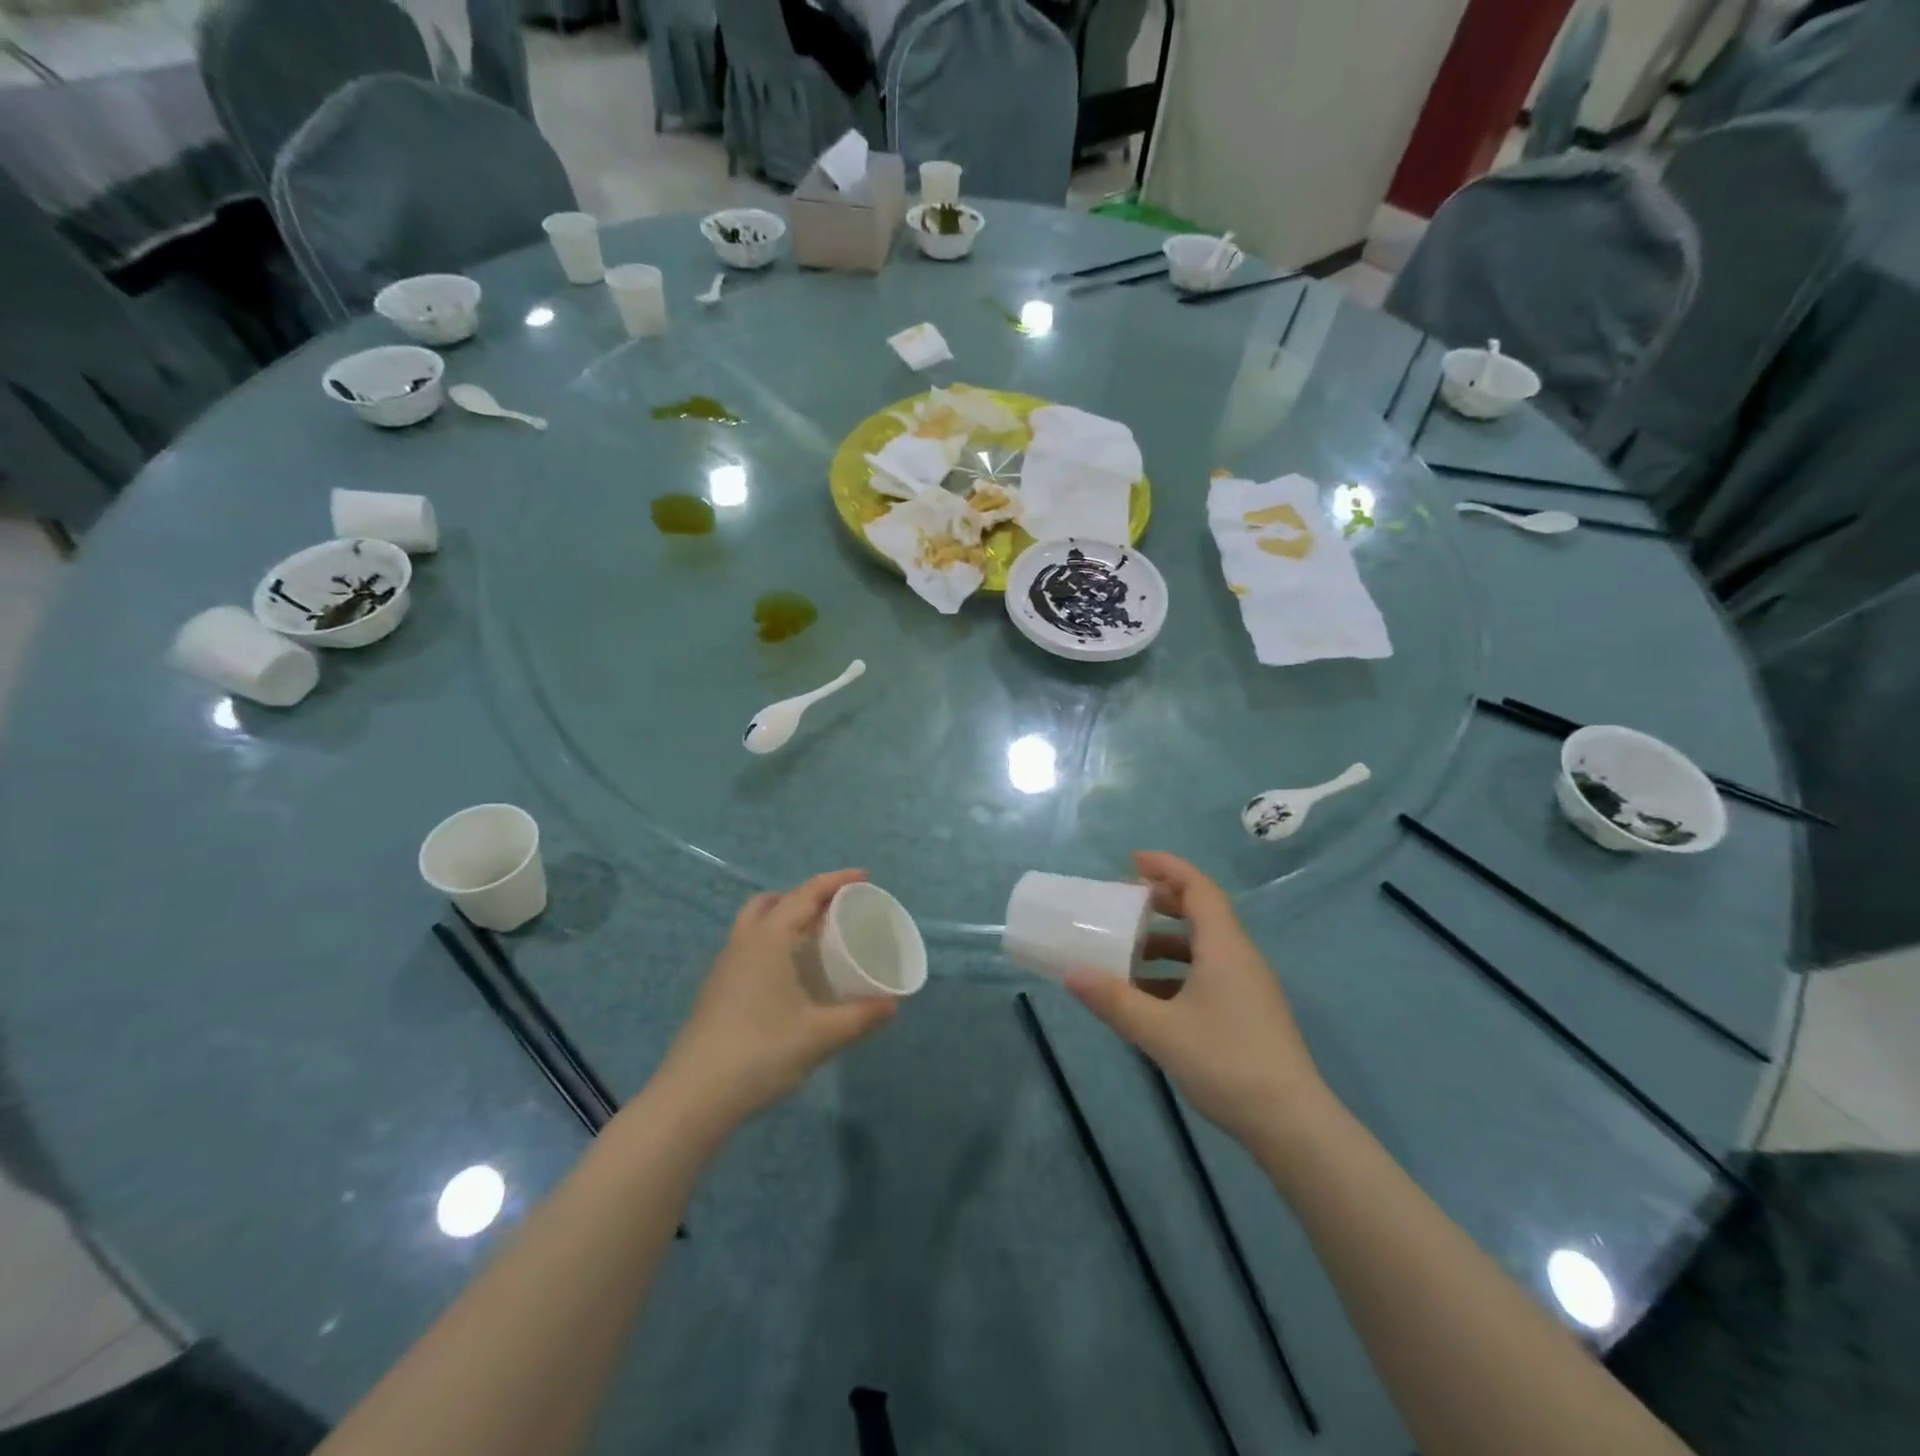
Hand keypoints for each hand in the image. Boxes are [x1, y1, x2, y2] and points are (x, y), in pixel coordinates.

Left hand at [657, 871, 897, 1130]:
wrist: (692, 1098)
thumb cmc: (760, 1053)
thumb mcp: (820, 1036)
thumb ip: (860, 1017)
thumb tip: (892, 1005)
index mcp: (768, 939)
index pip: (806, 894)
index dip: (837, 881)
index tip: (865, 877)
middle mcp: (743, 942)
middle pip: (773, 901)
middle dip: (805, 897)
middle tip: (835, 910)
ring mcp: (724, 967)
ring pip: (755, 924)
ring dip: (784, 919)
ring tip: (814, 939)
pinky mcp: (716, 991)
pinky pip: (748, 948)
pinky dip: (772, 944)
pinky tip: (789, 976)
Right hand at [1065, 852, 1328, 1147]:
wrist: (1292, 1125)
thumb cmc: (1226, 1063)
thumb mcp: (1160, 1031)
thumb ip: (1114, 1001)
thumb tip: (1070, 974)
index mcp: (1224, 947)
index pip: (1198, 888)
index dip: (1167, 867)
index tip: (1132, 861)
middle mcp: (1239, 957)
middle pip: (1201, 912)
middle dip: (1161, 903)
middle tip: (1122, 905)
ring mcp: (1247, 987)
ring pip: (1203, 947)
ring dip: (1164, 943)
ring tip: (1126, 955)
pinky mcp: (1248, 1013)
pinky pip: (1207, 975)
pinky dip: (1175, 973)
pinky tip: (1148, 998)